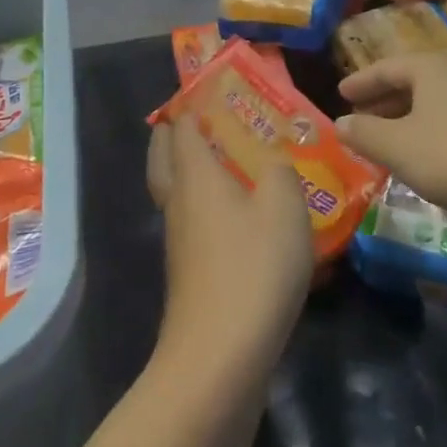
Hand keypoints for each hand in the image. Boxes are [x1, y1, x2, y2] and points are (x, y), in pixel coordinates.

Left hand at [146, 118, 313, 378]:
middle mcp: (178, 201)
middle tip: (196, 121)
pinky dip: (202, 207)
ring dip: (186, 172)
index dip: (190, 104)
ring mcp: (178, 240)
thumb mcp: (283, 206)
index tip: (207, 90)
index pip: (182, 126)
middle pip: (162, 156)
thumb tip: (272, 161)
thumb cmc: (253, 266)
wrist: (220, 356)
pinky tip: (234, 219)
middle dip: (173, 135)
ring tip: (220, 164)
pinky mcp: (188, 274)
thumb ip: (280, 171)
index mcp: (195, 174)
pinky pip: (189, 222)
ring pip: (172, 191)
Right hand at [336, 53, 446, 224]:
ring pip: (437, 101)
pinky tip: (430, 155)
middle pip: (414, 81)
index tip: (340, 93)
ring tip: (391, 139)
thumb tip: (340, 123)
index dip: (361, 82)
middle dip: (385, 99)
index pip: (386, 67)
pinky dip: (435, 129)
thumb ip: (364, 133)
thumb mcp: (397, 147)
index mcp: (432, 66)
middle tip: (361, 116)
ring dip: (410, 116)